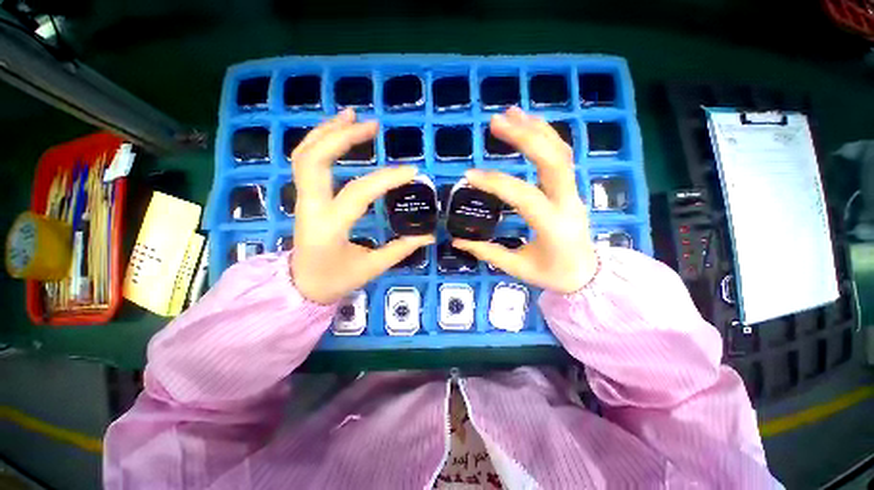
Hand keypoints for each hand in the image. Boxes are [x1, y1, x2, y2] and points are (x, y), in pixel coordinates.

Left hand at [290, 109, 434, 303]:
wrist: (301, 286)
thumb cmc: (336, 280)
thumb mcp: (371, 268)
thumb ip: (400, 249)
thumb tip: (428, 235)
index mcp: (329, 227)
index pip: (358, 192)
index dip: (386, 179)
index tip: (412, 171)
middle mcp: (310, 207)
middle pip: (315, 159)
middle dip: (343, 137)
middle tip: (373, 126)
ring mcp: (302, 199)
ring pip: (304, 155)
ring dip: (327, 131)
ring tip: (353, 116)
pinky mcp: (304, 197)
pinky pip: (306, 162)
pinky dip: (319, 141)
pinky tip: (338, 132)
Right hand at [452, 107, 597, 293]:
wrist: (588, 274)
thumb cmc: (554, 275)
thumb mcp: (519, 269)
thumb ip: (488, 253)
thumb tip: (457, 241)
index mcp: (553, 226)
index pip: (523, 196)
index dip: (495, 183)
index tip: (468, 175)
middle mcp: (567, 203)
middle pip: (553, 161)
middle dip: (525, 137)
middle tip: (495, 122)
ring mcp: (572, 192)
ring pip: (560, 152)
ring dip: (535, 129)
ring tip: (510, 113)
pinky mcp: (570, 188)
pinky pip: (561, 157)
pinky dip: (545, 136)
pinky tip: (527, 125)